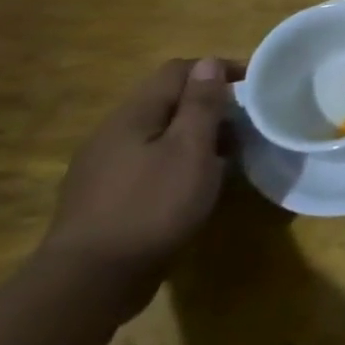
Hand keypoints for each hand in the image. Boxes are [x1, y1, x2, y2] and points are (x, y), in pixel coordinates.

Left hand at [40, 58, 237, 315]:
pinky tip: (194, 184)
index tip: (254, 86)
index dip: (217, 70)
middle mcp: (113, 133)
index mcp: (133, 116)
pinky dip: (178, 161)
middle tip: (247, 124)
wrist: (90, 280)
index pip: (177, 71)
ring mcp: (103, 167)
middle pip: (167, 102)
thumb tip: (208, 63)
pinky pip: (149, 162)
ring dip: (196, 135)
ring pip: (158, 134)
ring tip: (228, 155)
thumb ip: (201, 105)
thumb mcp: (190, 150)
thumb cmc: (151, 206)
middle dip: (210, 105)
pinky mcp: (105, 197)